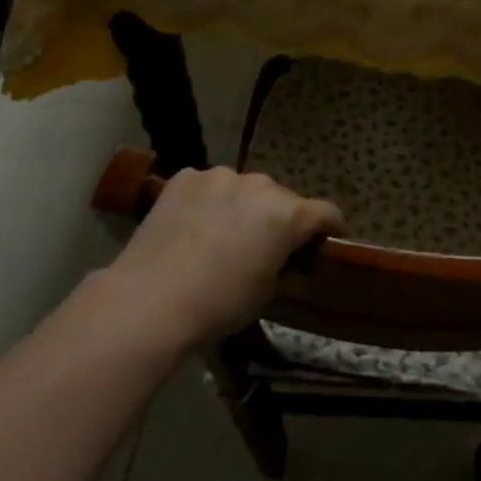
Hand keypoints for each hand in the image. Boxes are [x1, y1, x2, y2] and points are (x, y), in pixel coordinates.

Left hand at [107, 167, 343, 349]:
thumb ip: (287, 268)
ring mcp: (220, 176)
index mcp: (288, 214)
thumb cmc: (218, 305)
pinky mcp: (186, 177)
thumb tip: (294, 265)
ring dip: (243, 206)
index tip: (325, 244)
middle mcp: (261, 185)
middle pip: (282, 199)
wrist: (149, 301)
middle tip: (264, 246)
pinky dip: (209, 202)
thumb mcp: (266, 293)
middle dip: (280, 219)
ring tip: (222, 235)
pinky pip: (209, 186)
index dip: (330, 229)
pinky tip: (192, 227)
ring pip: (244, 189)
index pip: (326, 213)